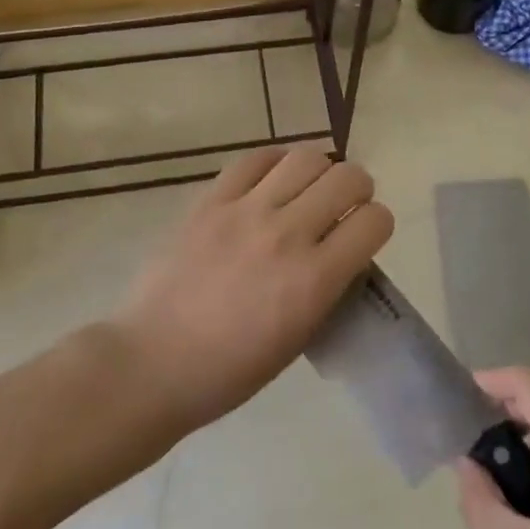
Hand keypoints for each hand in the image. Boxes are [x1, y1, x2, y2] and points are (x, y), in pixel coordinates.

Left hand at [113, 147, 392, 433]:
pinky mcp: (210, 200)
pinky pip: (254, 159)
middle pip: (348, 177)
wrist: (152, 364)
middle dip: (358, 188)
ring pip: (306, 158)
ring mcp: (246, 211)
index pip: (375, 221)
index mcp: (314, 280)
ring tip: (307, 189)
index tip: (365, 234)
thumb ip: (328, 286)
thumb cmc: (230, 370)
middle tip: (343, 205)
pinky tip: (271, 182)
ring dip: (319, 171)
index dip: (377, 224)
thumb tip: (343, 250)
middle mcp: (287, 235)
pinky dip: (274, 164)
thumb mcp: (300, 337)